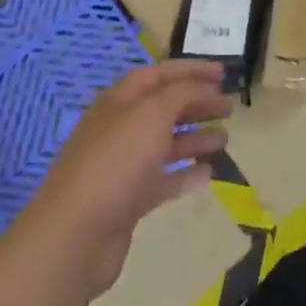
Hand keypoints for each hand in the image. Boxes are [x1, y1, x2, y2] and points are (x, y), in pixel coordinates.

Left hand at [22, 60, 232, 297]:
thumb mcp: (153, 113)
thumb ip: (182, 93)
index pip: (159, 74)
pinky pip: (162, 180)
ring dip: (195, 138)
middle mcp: (120, 128)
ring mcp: (122, 166)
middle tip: (229, 107)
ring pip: (165, 144)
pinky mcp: (127, 201)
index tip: (223, 73)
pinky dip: (185, 174)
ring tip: (225, 140)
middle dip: (196, 104)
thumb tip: (202, 86)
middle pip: (164, 108)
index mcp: (120, 100)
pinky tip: (209, 175)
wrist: (76, 235)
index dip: (191, 70)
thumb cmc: (116, 161)